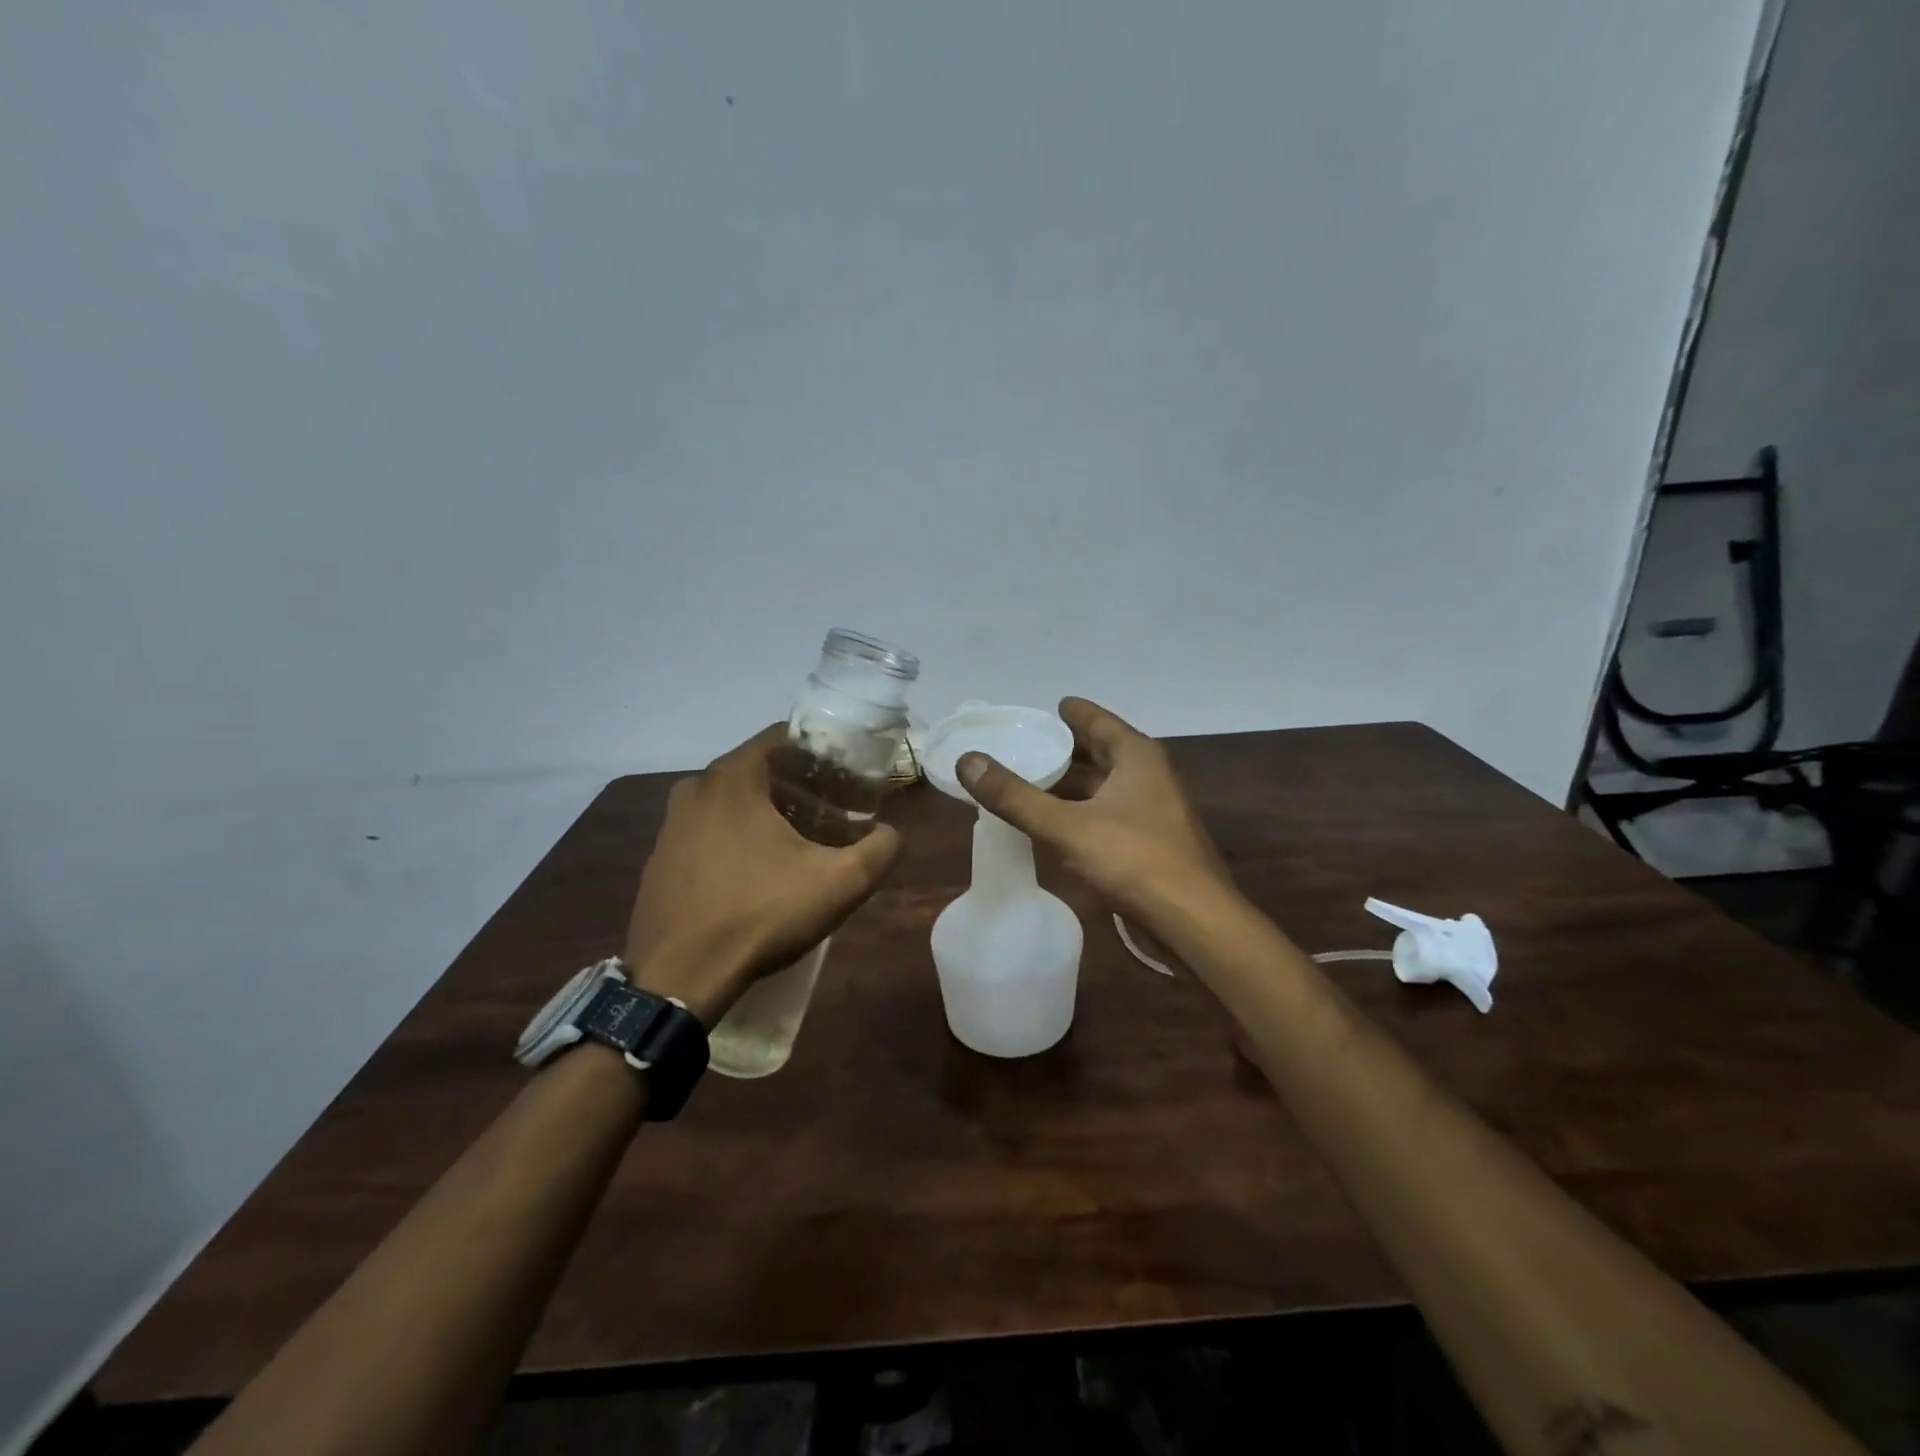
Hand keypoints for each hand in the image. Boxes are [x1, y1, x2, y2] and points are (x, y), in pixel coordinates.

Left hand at [625, 724, 900, 1025]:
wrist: (678, 978)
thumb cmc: (760, 915)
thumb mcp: (840, 883)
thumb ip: (880, 849)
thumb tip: (890, 834)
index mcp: (732, 779)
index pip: (780, 737)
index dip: (818, 750)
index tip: (844, 773)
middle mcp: (694, 790)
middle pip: (754, 768)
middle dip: (794, 781)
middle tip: (830, 806)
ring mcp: (669, 826)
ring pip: (727, 802)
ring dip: (761, 811)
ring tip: (796, 839)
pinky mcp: (659, 861)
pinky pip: (705, 832)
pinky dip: (732, 837)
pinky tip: (754, 872)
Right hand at [957, 697, 1233, 936]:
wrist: (1194, 922)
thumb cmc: (1134, 860)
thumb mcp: (1066, 826)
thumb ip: (1015, 796)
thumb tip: (968, 759)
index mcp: (1136, 757)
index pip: (1098, 721)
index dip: (1073, 713)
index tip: (1049, 707)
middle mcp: (1149, 776)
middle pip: (1102, 753)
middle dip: (1067, 750)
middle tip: (1028, 745)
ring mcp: (1154, 811)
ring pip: (1105, 786)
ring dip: (1073, 784)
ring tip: (1033, 782)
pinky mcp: (1152, 843)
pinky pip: (1109, 814)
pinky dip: (1082, 811)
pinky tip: (1058, 824)